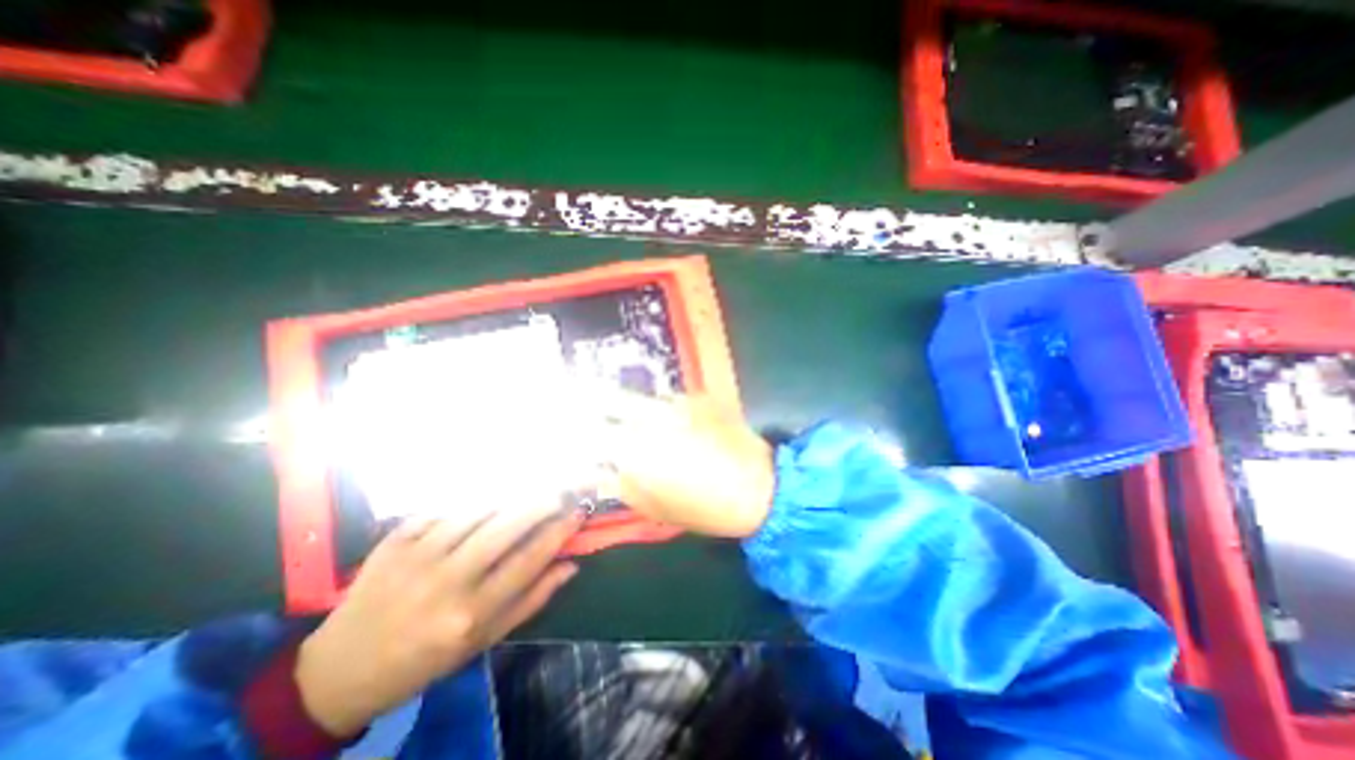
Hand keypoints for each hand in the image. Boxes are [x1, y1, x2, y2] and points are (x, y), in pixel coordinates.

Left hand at [294, 504, 579, 736]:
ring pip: (477, 510)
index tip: (579, 512)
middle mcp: (446, 583)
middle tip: (560, 490)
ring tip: (530, 486)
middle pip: (506, 528)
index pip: (529, 561)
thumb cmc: (424, 658)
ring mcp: (416, 557)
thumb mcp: (483, 641)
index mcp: (470, 614)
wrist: (340, 669)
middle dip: (540, 503)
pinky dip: (472, 498)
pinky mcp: (395, 540)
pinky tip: (487, 495)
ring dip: (510, 494)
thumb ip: (530, 601)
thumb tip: (570, 566)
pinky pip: (445, 507)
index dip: (559, 532)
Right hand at [600, 392, 772, 539]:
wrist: (759, 486)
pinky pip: (670, 399)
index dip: (584, 431)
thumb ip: (618, 483)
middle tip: (603, 418)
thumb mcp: (652, 506)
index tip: (585, 436)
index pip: (592, 429)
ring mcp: (676, 401)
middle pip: (611, 398)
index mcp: (633, 446)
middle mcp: (649, 415)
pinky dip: (664, 408)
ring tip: (643, 424)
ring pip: (642, 397)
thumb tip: (597, 469)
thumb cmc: (702, 506)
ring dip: (636, 408)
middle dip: (600, 404)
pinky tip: (676, 423)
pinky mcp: (698, 396)